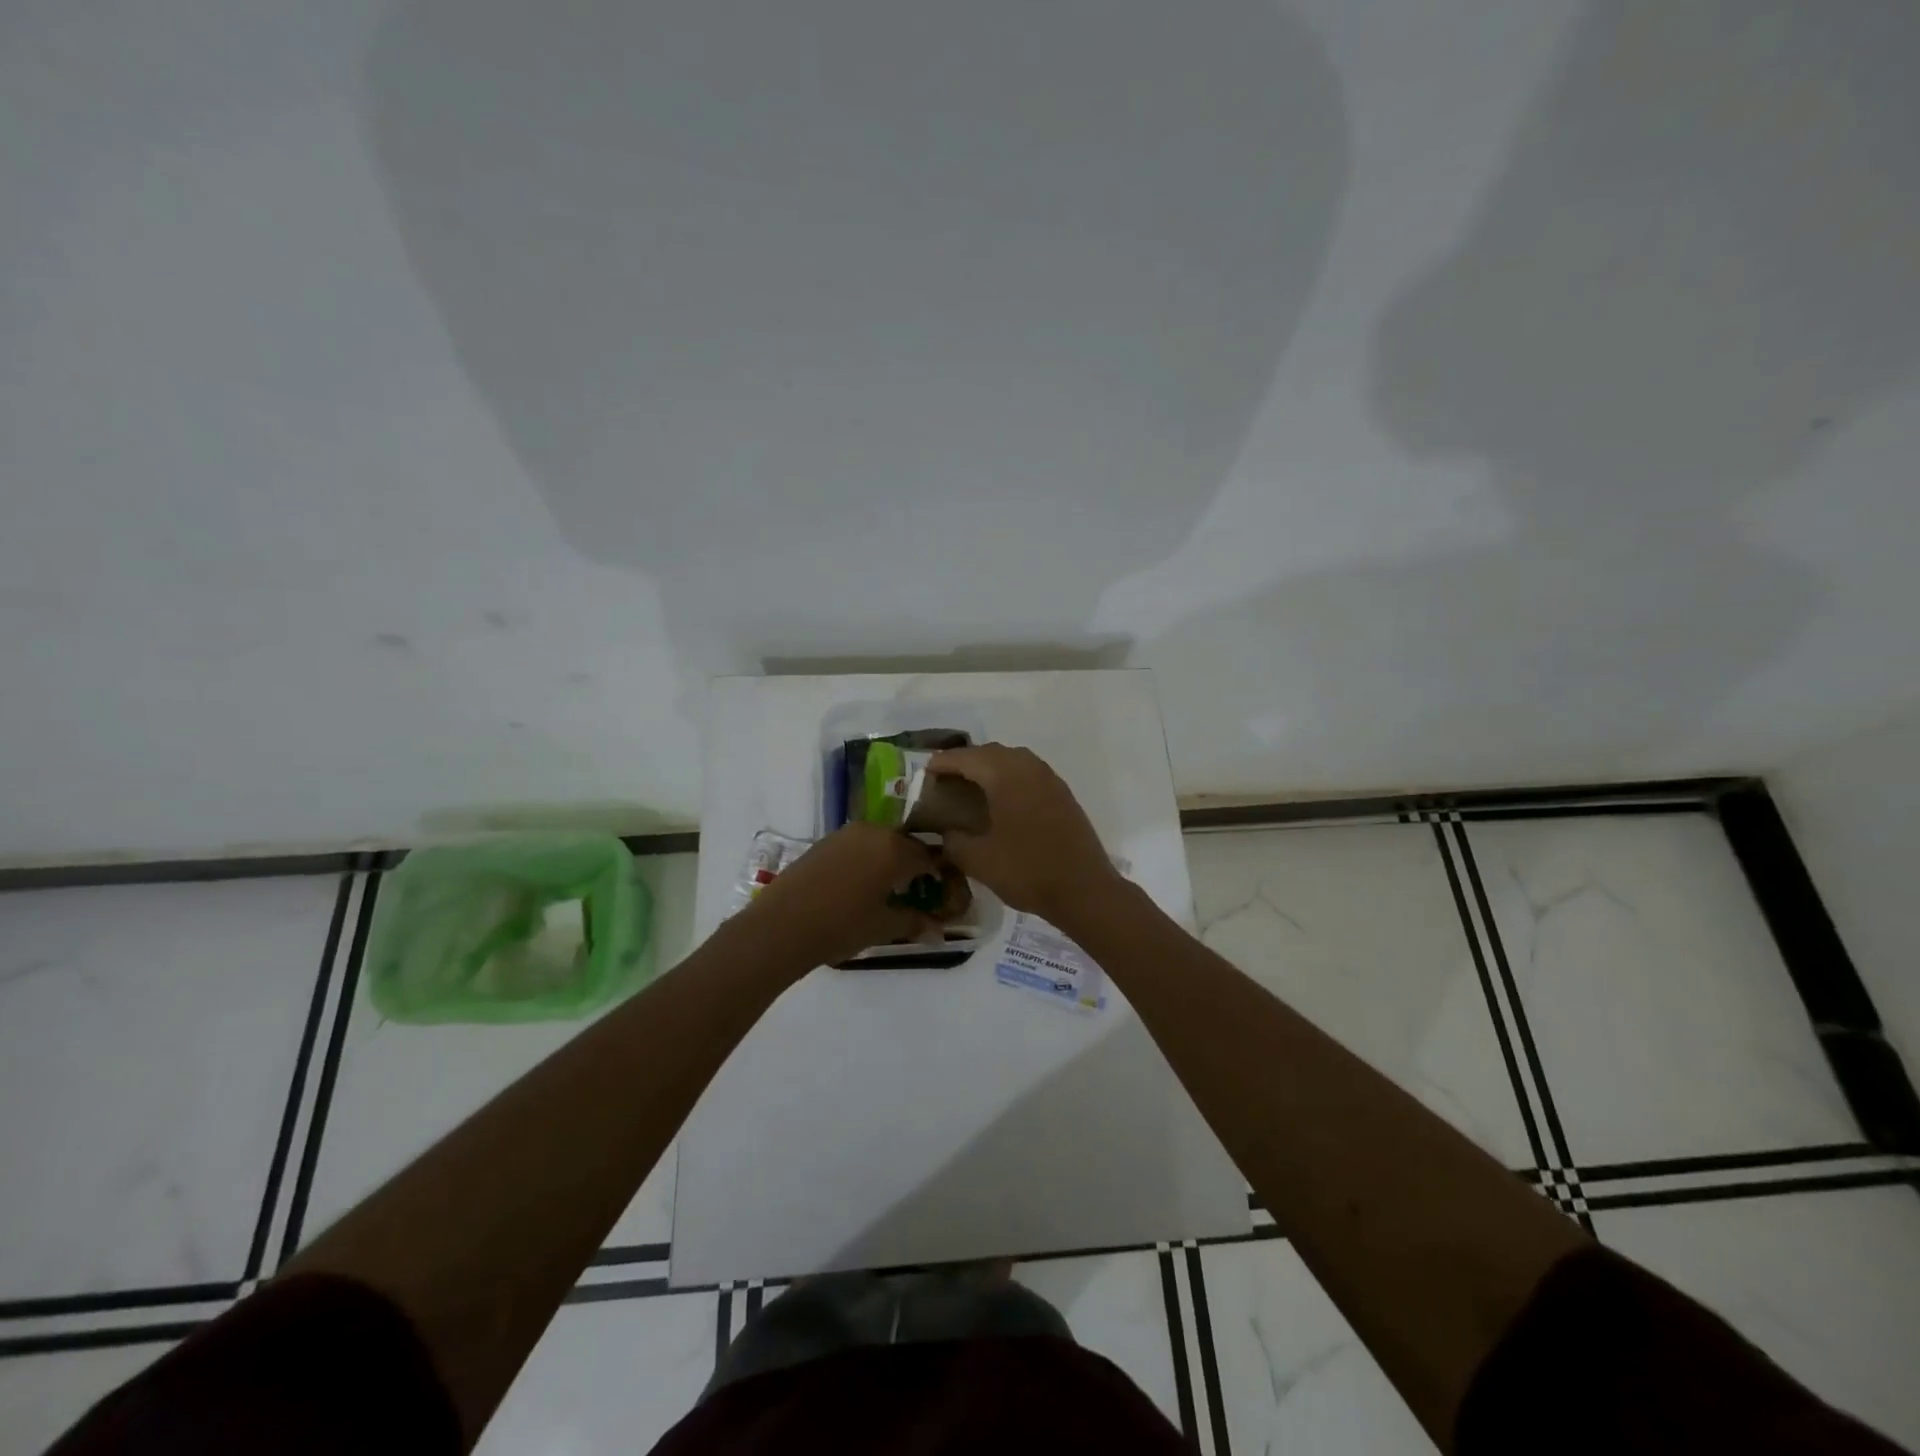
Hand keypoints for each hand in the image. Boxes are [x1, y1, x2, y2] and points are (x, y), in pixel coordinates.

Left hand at [737, 823, 948, 969]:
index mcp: (895, 849)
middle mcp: (873, 832)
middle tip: (916, 890)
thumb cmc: (841, 926)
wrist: (781, 926)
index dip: (938, 873)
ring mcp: (845, 834)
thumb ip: (914, 922)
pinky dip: (865, 860)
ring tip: (886, 888)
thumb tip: (938, 930)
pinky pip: (856, 846)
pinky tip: (858, 884)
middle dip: (913, 865)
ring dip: (888, 860)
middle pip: (904, 844)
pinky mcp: (824, 842)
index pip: (929, 856)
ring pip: (879, 842)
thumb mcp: (883, 927)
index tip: (942, 890)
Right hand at [926, 744, 1124, 925]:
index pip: (966, 758)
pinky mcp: (1063, 794)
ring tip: (972, 788)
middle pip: (990, 753)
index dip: (942, 763)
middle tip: (946, 781)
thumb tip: (946, 832)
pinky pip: (1030, 774)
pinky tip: (1003, 801)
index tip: (924, 772)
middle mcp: (1028, 767)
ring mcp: (1050, 779)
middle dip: (966, 762)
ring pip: (1013, 760)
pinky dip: (1010, 779)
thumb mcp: (977, 860)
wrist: (1084, 889)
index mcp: (1005, 775)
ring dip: (991, 768)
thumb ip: (953, 840)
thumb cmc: (1026, 870)